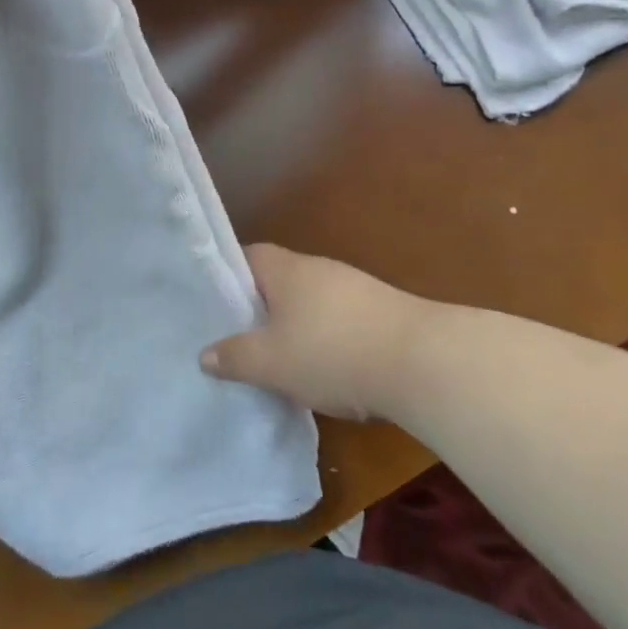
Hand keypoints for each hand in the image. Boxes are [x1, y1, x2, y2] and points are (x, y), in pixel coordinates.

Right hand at [201, 244, 425, 419]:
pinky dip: (327, 340)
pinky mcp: (380, 312)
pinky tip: (327, 371)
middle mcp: (317, 268)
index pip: (247, 257)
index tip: (215, 305)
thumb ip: (235, 357)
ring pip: (310, 302)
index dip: (228, 278)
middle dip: (261, 309)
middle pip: (279, 280)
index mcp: (285, 269)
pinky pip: (339, 320)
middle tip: (240, 339)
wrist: (422, 362)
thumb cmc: (331, 352)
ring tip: (281, 362)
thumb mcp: (271, 363)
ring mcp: (353, 287)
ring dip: (296, 327)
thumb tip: (204, 355)